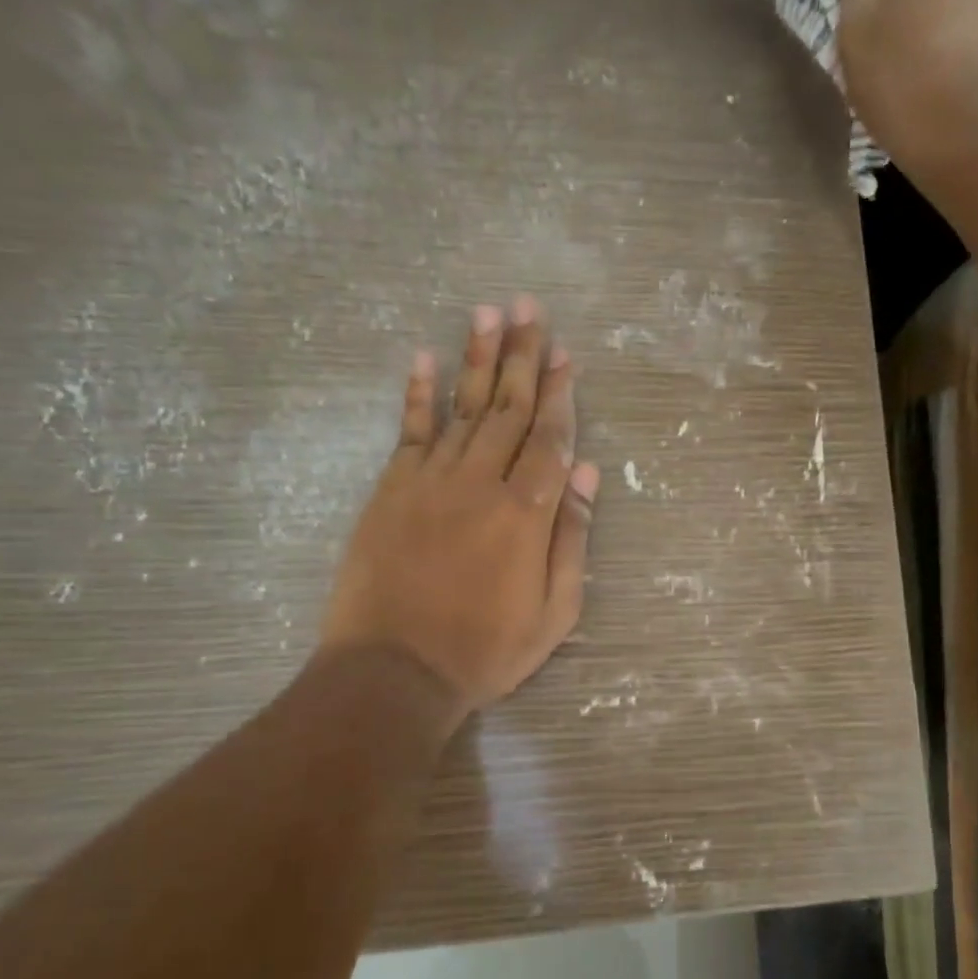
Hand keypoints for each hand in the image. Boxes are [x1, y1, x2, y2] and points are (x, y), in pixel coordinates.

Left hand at [322, 295, 599, 715]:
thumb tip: (585, 472)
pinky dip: (418, 393)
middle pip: (508, 408)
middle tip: (530, 308)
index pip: (550, 438)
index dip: (560, 393)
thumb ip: (572, 538)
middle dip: (523, 355)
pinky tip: (425, 358)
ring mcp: (432, 481)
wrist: (394, 671)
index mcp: (526, 514)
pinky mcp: (392, 490)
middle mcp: (481, 483)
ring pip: (463, 408)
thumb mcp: (555, 611)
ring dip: (478, 357)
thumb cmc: (486, 649)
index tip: (566, 354)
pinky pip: (410, 431)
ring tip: (488, 312)